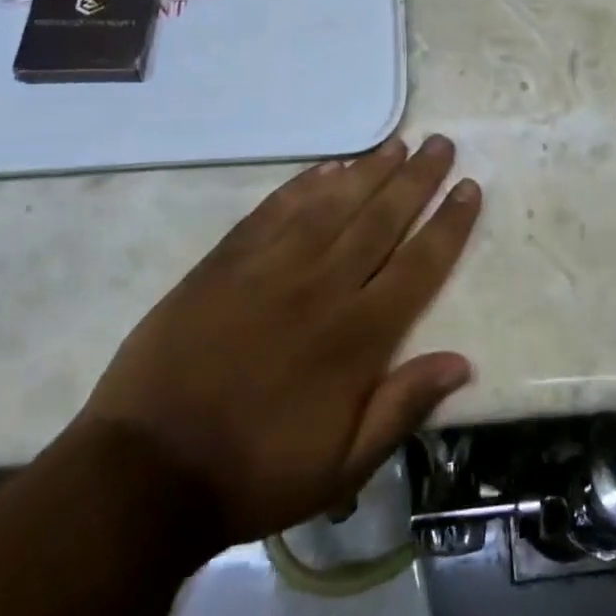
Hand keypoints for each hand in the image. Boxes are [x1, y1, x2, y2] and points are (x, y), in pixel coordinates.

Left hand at [78, 135, 479, 542]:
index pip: (419, 264)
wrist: (146, 470)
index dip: (449, 224)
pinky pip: (276, 209)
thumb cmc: (254, 472)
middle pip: (382, 219)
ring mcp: (272, 267)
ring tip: (397, 143)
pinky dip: (306, 183)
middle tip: (441, 143)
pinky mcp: (228, 260)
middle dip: (417, 179)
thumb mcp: (342, 466)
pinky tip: (328, 166)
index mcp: (357, 336)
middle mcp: (323, 286)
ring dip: (370, 170)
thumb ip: (403, 407)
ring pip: (334, 204)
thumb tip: (463, 362)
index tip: (469, 188)